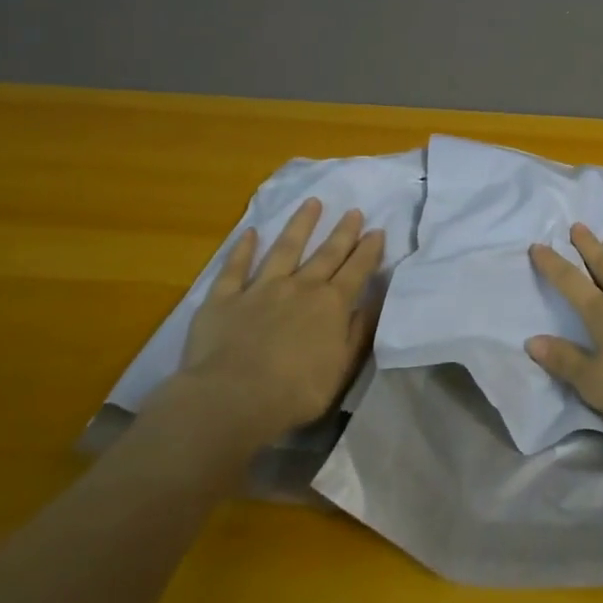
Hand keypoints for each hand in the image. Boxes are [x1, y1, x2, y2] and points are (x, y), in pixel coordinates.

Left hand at [181, 198, 384, 446]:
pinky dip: (243, 249)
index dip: (369, 250)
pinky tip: (251, 232)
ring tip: (312, 203)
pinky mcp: (225, 298)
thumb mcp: (341, 367)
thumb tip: (374, 301)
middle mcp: (301, 287)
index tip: (377, 231)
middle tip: (354, 211)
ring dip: (300, 225)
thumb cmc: (295, 392)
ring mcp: (261, 288)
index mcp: (332, 305)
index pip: (357, 270)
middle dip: (343, 232)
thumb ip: (358, 332)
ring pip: (285, 248)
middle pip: (327, 254)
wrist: (232, 398)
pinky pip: (235, 268)